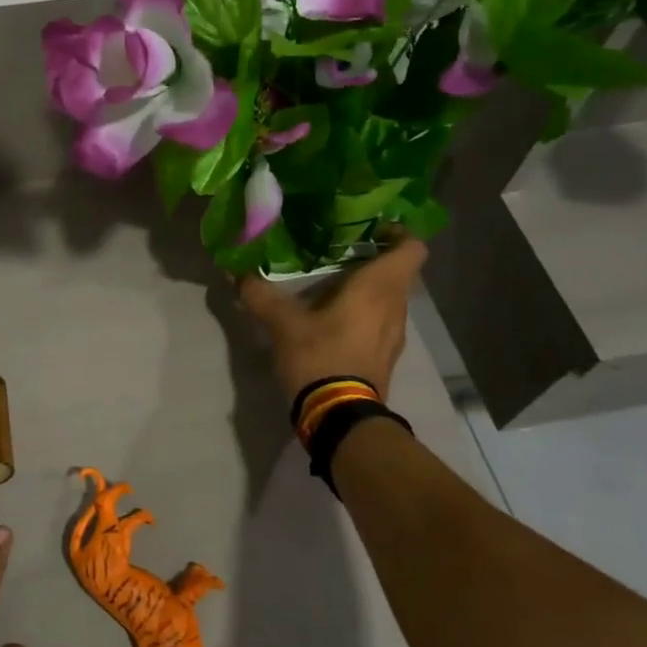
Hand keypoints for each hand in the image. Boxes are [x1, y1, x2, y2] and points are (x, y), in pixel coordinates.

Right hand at [236, 236, 428, 402]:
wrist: (340, 418)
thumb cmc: (320, 357)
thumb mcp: (282, 323)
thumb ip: (259, 294)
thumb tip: (234, 270)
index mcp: (379, 288)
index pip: (411, 247)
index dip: (396, 232)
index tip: (367, 228)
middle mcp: (396, 306)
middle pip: (398, 271)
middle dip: (371, 257)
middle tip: (336, 251)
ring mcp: (395, 334)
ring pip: (390, 297)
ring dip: (367, 287)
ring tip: (330, 283)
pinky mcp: (386, 355)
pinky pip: (382, 320)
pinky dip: (364, 311)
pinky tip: (333, 317)